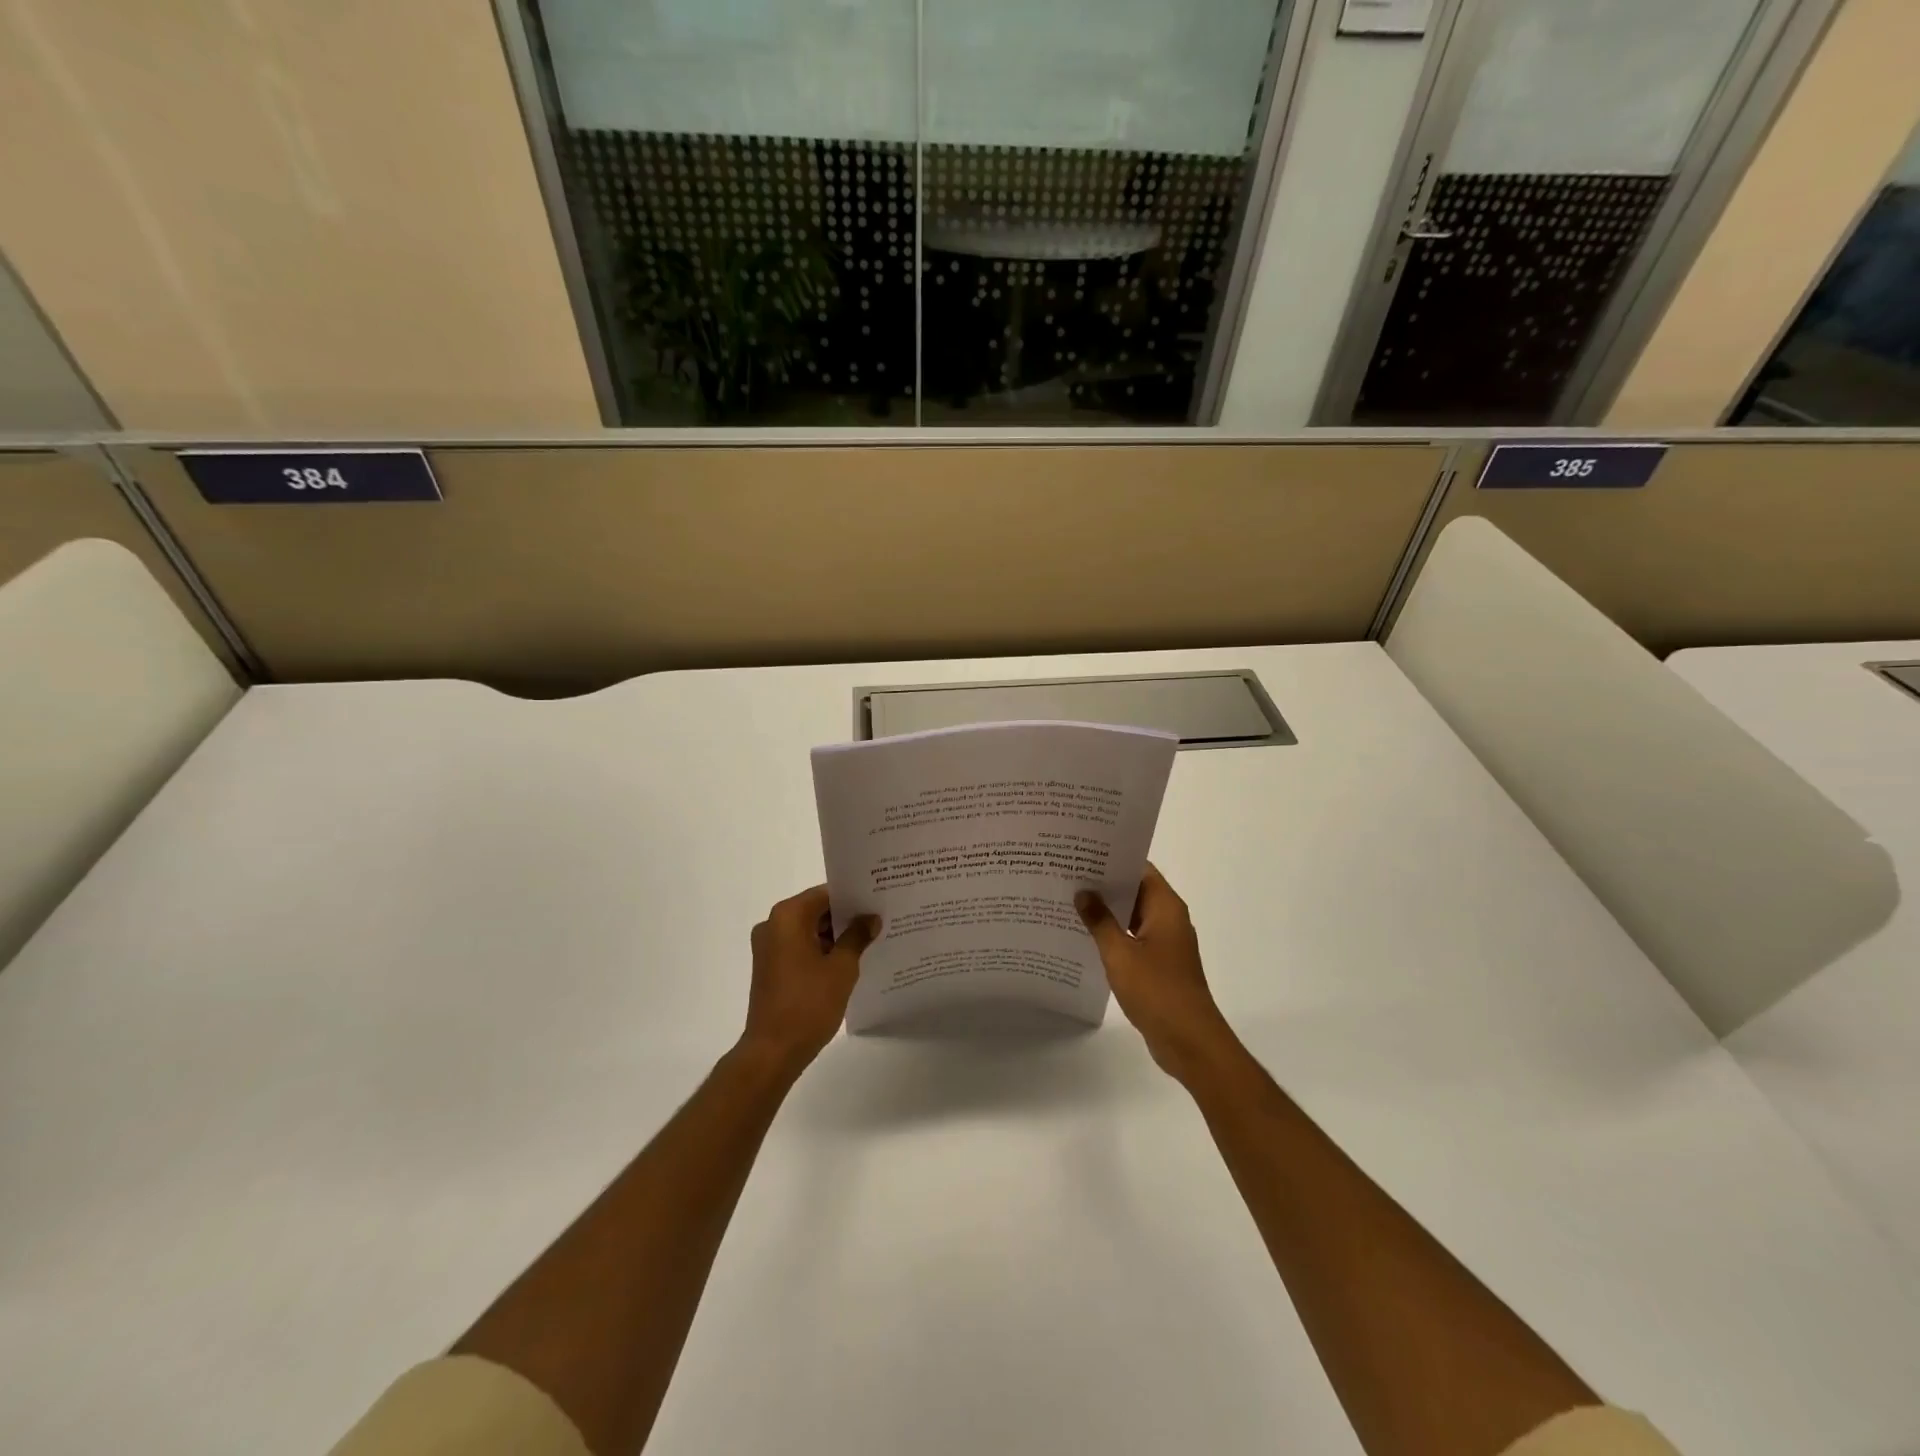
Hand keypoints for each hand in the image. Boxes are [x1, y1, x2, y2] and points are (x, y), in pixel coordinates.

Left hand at [741, 885, 878, 1077]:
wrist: (773, 1051)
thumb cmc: (808, 1004)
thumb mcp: (841, 968)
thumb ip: (857, 937)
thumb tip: (870, 918)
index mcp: (788, 917)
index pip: (825, 894)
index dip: (852, 897)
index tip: (877, 900)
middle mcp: (773, 925)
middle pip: (815, 910)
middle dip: (846, 916)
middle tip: (878, 920)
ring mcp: (768, 947)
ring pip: (808, 929)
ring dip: (834, 935)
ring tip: (869, 941)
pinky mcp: (770, 967)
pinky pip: (800, 947)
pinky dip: (821, 950)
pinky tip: (847, 961)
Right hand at [1077, 865, 1235, 1082]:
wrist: (1189, 1041)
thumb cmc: (1157, 990)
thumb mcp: (1120, 953)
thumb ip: (1100, 921)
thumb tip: (1084, 893)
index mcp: (1166, 907)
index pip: (1139, 868)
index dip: (1113, 858)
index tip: (1082, 852)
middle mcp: (1169, 919)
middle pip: (1135, 890)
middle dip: (1104, 884)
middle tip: (1067, 874)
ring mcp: (1166, 943)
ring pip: (1132, 916)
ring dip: (1107, 911)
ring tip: (1069, 902)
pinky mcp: (1160, 965)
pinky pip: (1133, 939)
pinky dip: (1113, 935)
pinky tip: (1085, 937)